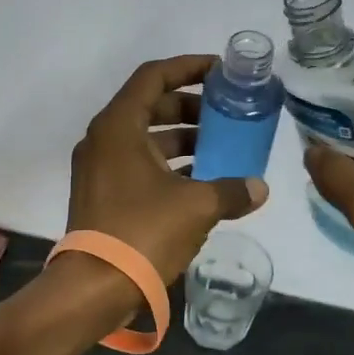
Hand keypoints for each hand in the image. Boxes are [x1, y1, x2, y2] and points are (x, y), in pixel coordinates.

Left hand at [67, 56, 268, 284]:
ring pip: (145, 138)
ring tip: (220, 148)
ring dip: (182, 138)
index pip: (154, 77)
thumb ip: (231, 190)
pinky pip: (138, 164)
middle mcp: (103, 139)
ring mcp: (98, 168)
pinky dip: (168, 164)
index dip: (188, 67)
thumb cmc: (143, 232)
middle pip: (149, 105)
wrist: (94, 286)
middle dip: (190, 106)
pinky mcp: (101, 194)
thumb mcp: (196, 207)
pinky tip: (200, 181)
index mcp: (118, 126)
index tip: (220, 72)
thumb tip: (259, 189)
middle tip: (226, 114)